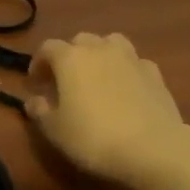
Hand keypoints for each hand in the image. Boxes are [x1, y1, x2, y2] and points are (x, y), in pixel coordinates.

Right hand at [27, 33, 189, 187]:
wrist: (152, 148)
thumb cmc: (93, 138)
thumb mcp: (55, 130)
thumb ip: (40, 111)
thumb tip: (33, 100)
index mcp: (70, 58)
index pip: (48, 48)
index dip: (39, 63)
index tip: (36, 83)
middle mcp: (100, 49)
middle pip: (80, 40)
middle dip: (69, 56)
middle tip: (65, 81)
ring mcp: (131, 58)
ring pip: (111, 43)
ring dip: (100, 55)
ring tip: (97, 77)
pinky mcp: (155, 73)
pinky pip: (134, 62)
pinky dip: (125, 70)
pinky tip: (125, 89)